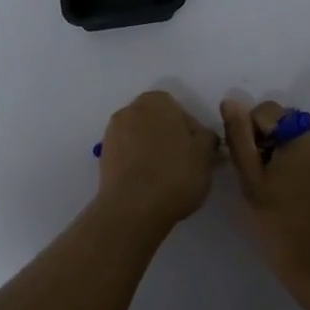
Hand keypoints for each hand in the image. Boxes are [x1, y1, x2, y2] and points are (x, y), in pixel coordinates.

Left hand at [94, 91, 219, 230]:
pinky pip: (127, 155)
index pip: (179, 110)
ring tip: (165, 177)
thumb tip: (201, 136)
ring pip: (140, 138)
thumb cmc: (175, 174)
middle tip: (184, 163)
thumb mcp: (205, 154)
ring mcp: (112, 133)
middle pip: (157, 122)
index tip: (197, 152)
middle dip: (169, 137)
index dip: (191, 131)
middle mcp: (130, 110)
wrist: (133, 208)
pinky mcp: (103, 157)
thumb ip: (206, 137)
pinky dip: (137, 164)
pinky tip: (149, 184)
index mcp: (156, 101)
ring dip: (152, 150)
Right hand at [220, 98, 309, 283]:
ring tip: (272, 190)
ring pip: (295, 139)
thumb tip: (230, 100)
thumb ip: (239, 137)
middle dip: (265, 142)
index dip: (249, 135)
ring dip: (279, 154)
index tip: (248, 167)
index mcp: (305, 134)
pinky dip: (295, 166)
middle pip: (283, 122)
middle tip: (258, 180)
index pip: (265, 111)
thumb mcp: (252, 180)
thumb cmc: (282, 224)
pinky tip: (288, 195)